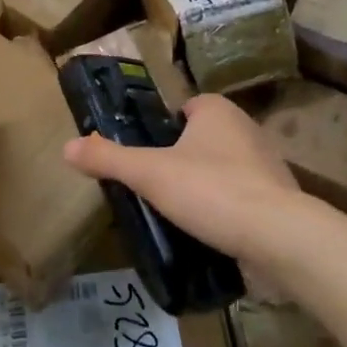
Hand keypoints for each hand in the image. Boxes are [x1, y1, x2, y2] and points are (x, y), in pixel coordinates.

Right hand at [61, 94, 306, 268]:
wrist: (279, 237)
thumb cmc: (211, 190)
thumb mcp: (149, 174)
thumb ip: (109, 158)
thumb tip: (67, 147)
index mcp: (216, 110)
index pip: (183, 109)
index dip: (163, 130)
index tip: (146, 157)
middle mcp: (246, 128)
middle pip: (202, 139)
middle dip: (182, 160)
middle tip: (156, 188)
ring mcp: (267, 164)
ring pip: (223, 168)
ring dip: (206, 187)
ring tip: (180, 215)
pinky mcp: (280, 199)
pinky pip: (243, 197)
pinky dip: (227, 211)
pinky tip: (210, 233)